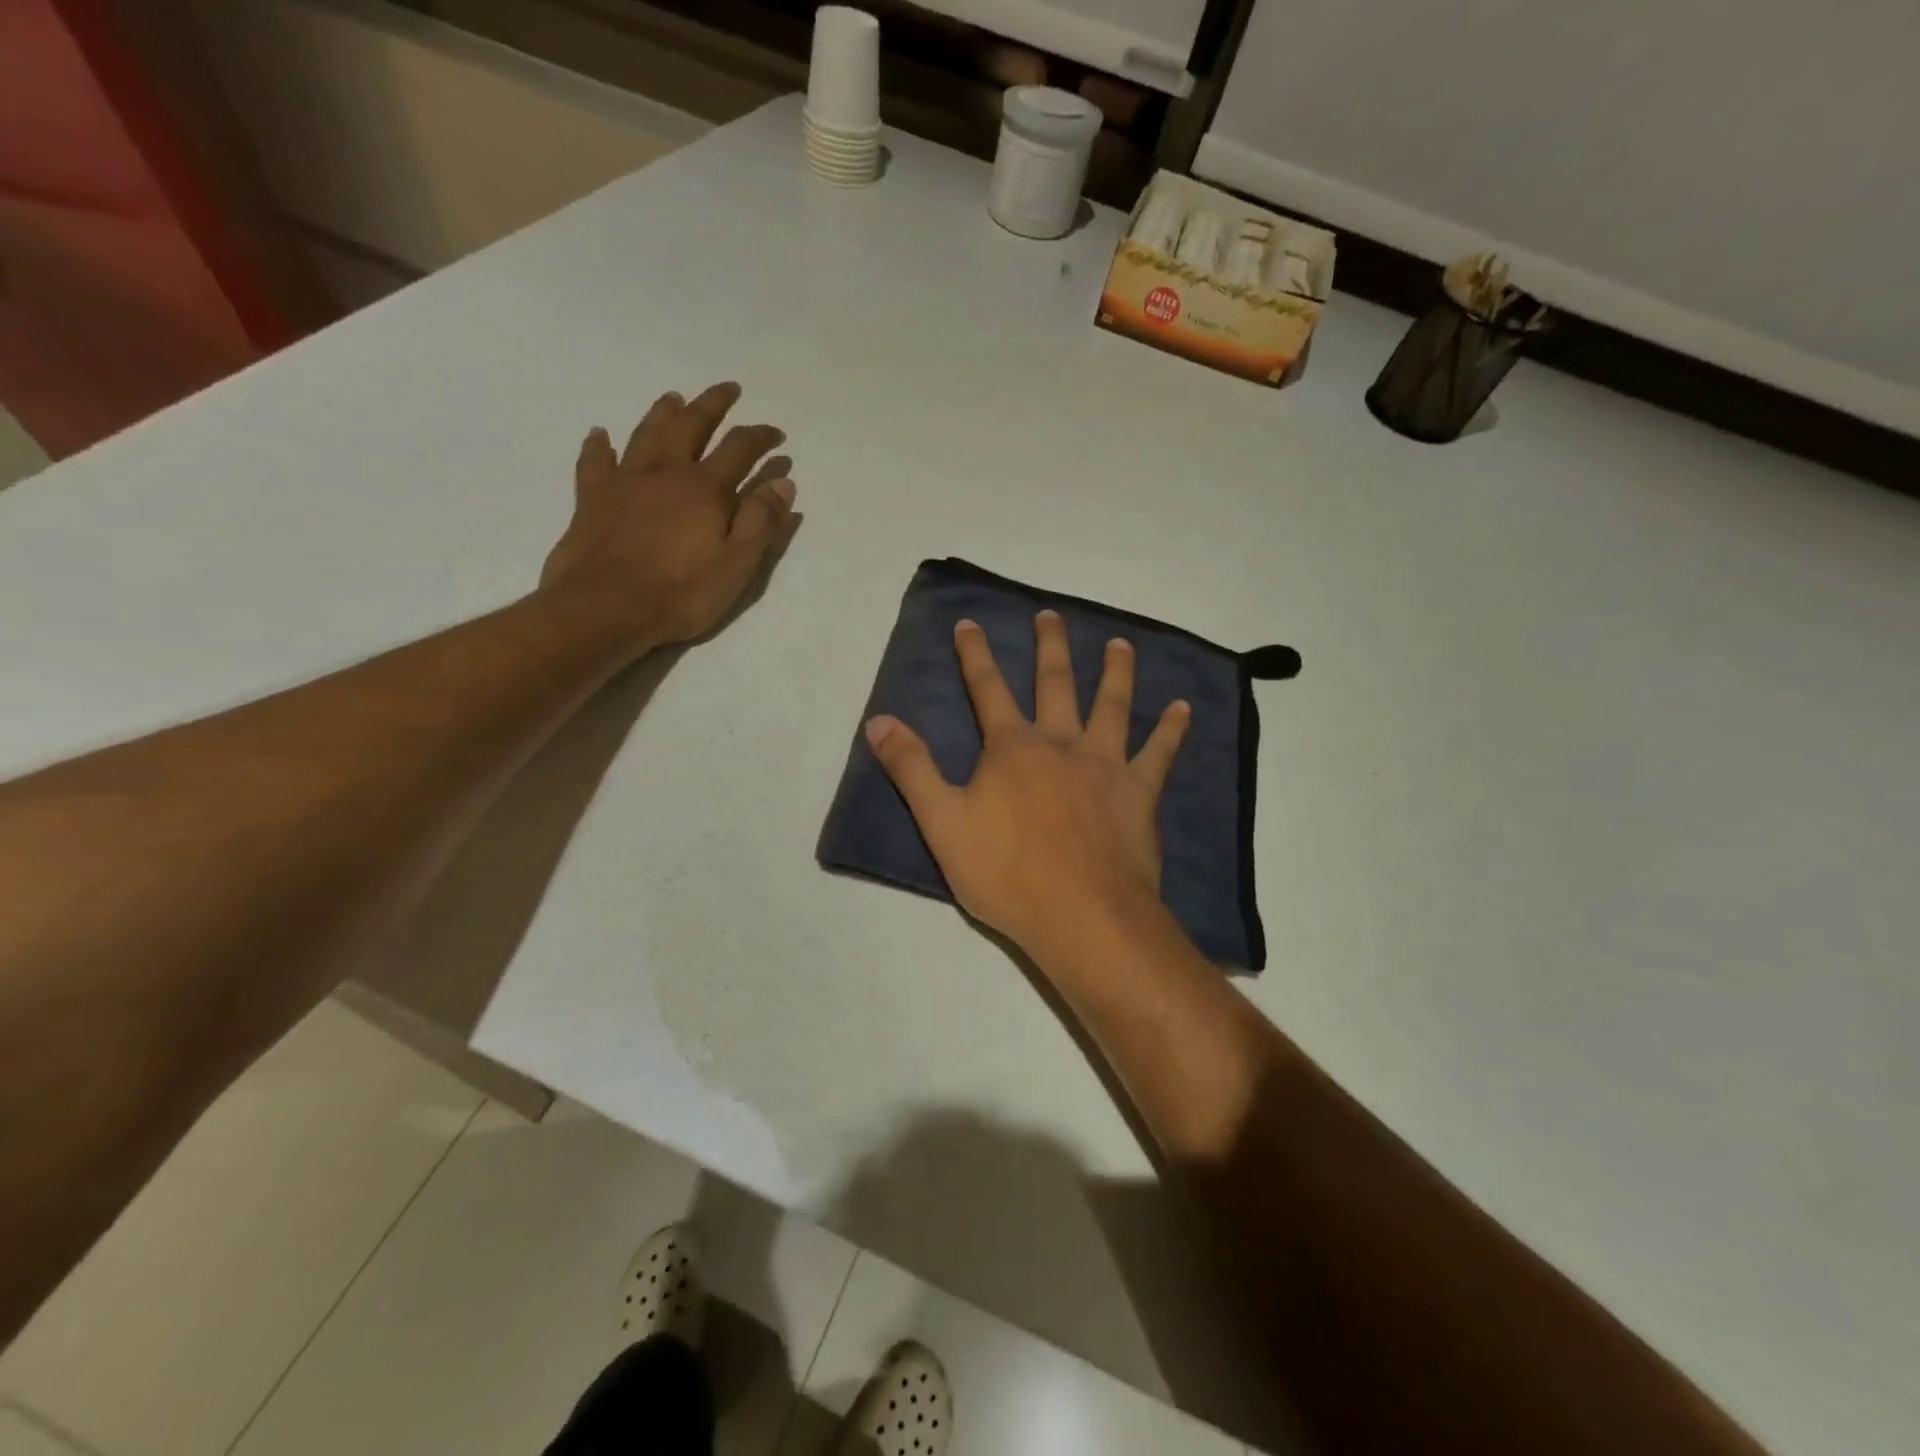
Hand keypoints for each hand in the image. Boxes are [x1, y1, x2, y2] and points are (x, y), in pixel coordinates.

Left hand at [538, 382, 798, 652]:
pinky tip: (600, 434)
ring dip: (663, 412)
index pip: (740, 449)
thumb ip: (761, 521)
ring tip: (674, 397)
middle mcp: (665, 472)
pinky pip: (595, 461)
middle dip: (713, 405)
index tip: (777, 434)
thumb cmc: (681, 593)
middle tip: (729, 389)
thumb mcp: (737, 565)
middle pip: (692, 426)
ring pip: (646, 433)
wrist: (605, 608)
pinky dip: (599, 445)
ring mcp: (625, 481)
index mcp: (705, 489)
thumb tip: (783, 482)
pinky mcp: (592, 498)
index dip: (761, 437)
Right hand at [864, 610, 1190, 961]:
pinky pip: (1159, 752)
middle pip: (1055, 683)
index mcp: (1012, 748)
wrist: (1082, 915)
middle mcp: (1061, 743)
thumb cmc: (1006, 872)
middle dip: (1049, 647)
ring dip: (1116, 671)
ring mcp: (1105, 764)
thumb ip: (912, 768)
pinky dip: (1171, 729)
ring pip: (1112, 704)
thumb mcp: (942, 823)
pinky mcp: (1139, 792)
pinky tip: (1183, 707)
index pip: (987, 689)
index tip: (970, 622)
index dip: (975, 655)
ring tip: (1121, 644)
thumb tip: (878, 720)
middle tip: (1051, 616)